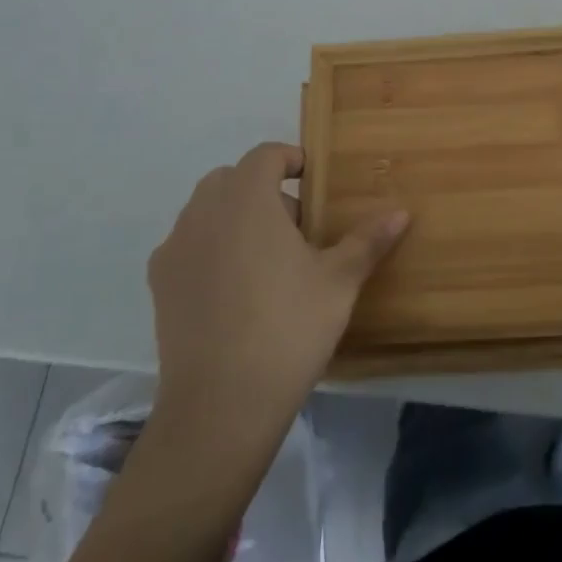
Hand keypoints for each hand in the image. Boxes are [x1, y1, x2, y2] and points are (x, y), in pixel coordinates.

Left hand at [145, 143, 407, 454]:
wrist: (220, 406)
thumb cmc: (288, 328)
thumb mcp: (339, 281)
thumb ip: (367, 240)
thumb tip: (401, 212)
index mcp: (247, 199)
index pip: (265, 155)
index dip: (291, 160)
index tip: (314, 182)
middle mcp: (204, 212)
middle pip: (231, 179)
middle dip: (263, 190)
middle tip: (297, 226)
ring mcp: (175, 248)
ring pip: (206, 211)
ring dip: (235, 217)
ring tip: (267, 259)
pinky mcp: (159, 284)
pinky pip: (187, 246)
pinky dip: (210, 249)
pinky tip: (234, 289)